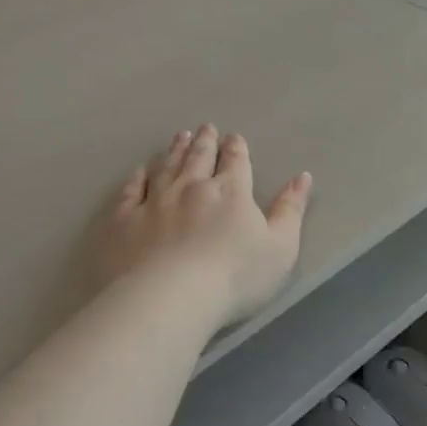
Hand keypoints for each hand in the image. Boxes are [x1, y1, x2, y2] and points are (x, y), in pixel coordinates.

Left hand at [98, 126, 312, 330]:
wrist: (170, 298)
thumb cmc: (234, 277)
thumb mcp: (280, 247)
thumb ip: (290, 210)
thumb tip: (302, 176)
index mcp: (230, 192)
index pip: (235, 162)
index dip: (236, 148)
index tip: (234, 137)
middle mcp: (191, 187)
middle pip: (198, 157)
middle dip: (204, 141)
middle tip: (205, 128)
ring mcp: (154, 201)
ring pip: (166, 167)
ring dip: (175, 150)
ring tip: (179, 137)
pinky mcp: (124, 220)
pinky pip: (131, 191)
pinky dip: (137, 178)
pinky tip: (140, 171)